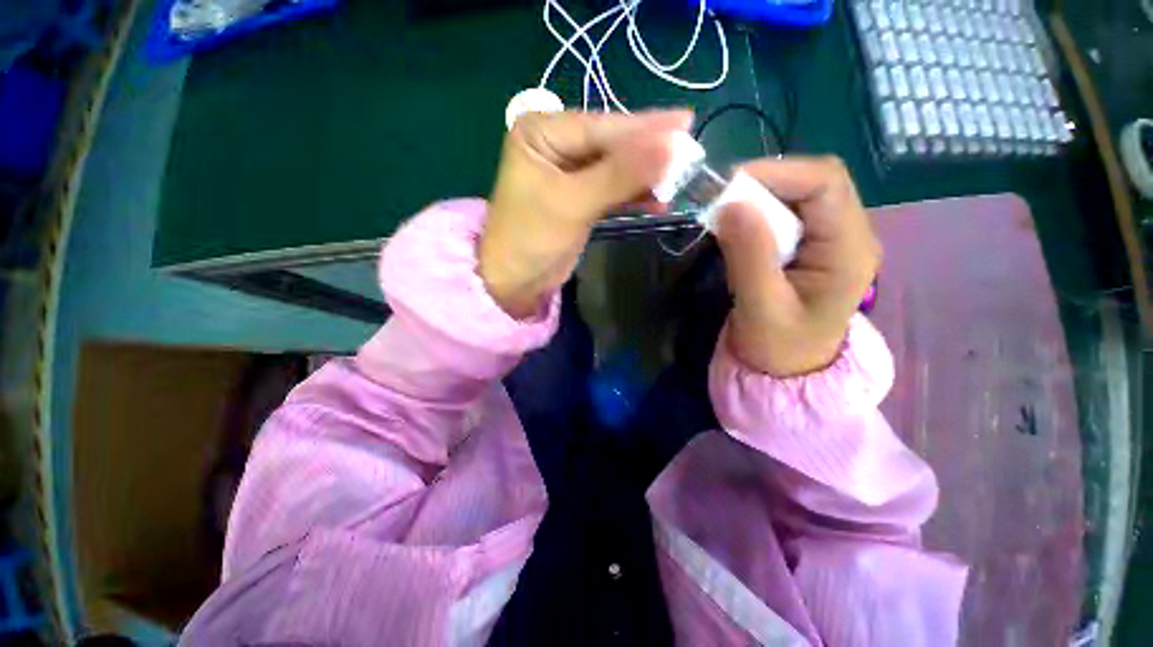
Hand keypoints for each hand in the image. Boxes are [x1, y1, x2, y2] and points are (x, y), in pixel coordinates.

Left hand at [479, 109, 692, 317]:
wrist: (515, 282)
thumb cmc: (532, 238)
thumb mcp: (574, 203)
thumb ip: (622, 175)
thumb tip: (674, 144)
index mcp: (542, 132)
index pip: (602, 127)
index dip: (645, 130)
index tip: (688, 125)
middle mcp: (556, 144)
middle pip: (611, 145)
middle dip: (649, 153)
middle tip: (692, 152)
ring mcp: (570, 172)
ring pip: (616, 168)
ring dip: (645, 177)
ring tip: (680, 180)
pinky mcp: (580, 197)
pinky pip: (613, 189)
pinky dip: (634, 196)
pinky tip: (659, 200)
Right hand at [713, 157, 881, 377]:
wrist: (787, 370)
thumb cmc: (778, 347)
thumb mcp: (760, 306)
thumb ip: (749, 255)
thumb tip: (729, 204)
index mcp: (848, 250)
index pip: (825, 183)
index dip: (777, 173)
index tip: (728, 188)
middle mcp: (849, 235)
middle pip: (814, 182)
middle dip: (765, 184)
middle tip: (721, 203)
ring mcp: (832, 239)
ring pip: (798, 194)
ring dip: (759, 198)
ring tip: (726, 217)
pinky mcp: (812, 246)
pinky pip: (787, 213)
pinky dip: (758, 213)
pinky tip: (739, 229)